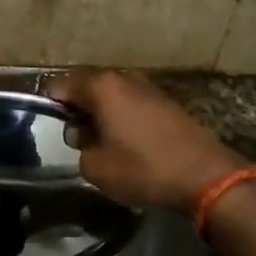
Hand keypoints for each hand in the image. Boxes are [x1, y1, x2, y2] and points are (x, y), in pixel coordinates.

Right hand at [47, 69, 246, 211]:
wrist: (206, 177)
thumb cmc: (143, 169)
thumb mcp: (95, 167)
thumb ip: (79, 146)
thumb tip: (84, 135)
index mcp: (101, 86)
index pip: (59, 86)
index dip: (49, 106)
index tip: (49, 129)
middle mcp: (123, 78)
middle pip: (85, 88)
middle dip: (76, 111)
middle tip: (77, 142)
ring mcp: (148, 87)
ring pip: (109, 97)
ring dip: (100, 115)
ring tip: (102, 145)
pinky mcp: (166, 102)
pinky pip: (130, 104)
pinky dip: (121, 119)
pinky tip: (127, 144)